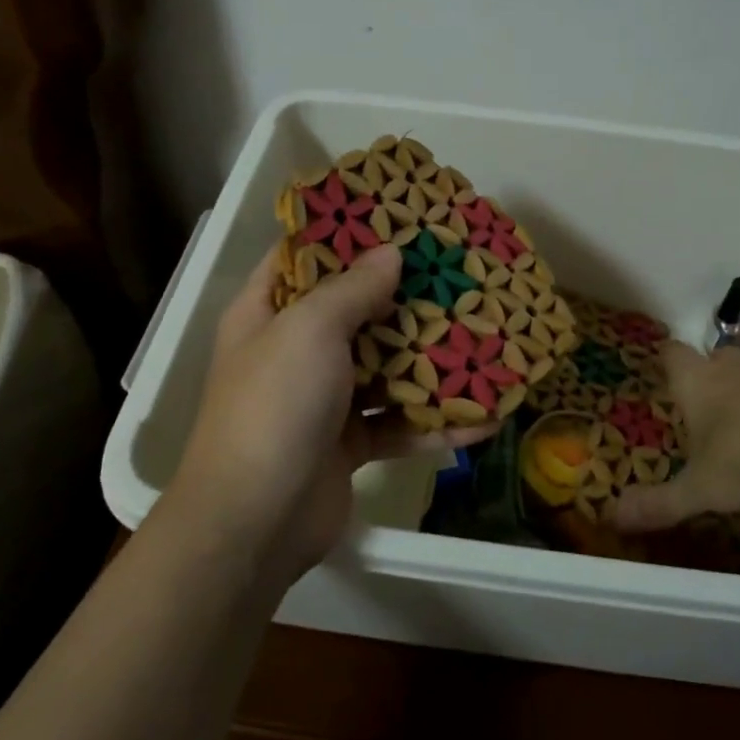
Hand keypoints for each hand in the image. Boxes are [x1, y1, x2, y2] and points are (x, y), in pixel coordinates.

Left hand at [172, 244, 494, 583]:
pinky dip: (435, 422)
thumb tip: (391, 253)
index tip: (394, 217)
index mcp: (267, 313)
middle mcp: (293, 351)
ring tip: (482, 336)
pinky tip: (485, 417)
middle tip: (455, 272)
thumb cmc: (274, 405)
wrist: (254, 522)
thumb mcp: (309, 330)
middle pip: (354, 311)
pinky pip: (398, 424)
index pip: (301, 257)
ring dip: (429, 360)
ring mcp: (322, 400)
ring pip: (383, 368)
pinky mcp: (349, 444)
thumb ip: (352, 288)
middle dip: (403, 296)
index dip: (342, 234)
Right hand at [611, 342, 739, 533]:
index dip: (668, 362)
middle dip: (710, 375)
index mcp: (698, 381)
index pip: (673, 354)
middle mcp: (734, 368)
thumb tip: (613, 518)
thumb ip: (659, 503)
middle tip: (705, 407)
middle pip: (716, 356)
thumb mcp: (699, 490)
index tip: (665, 374)